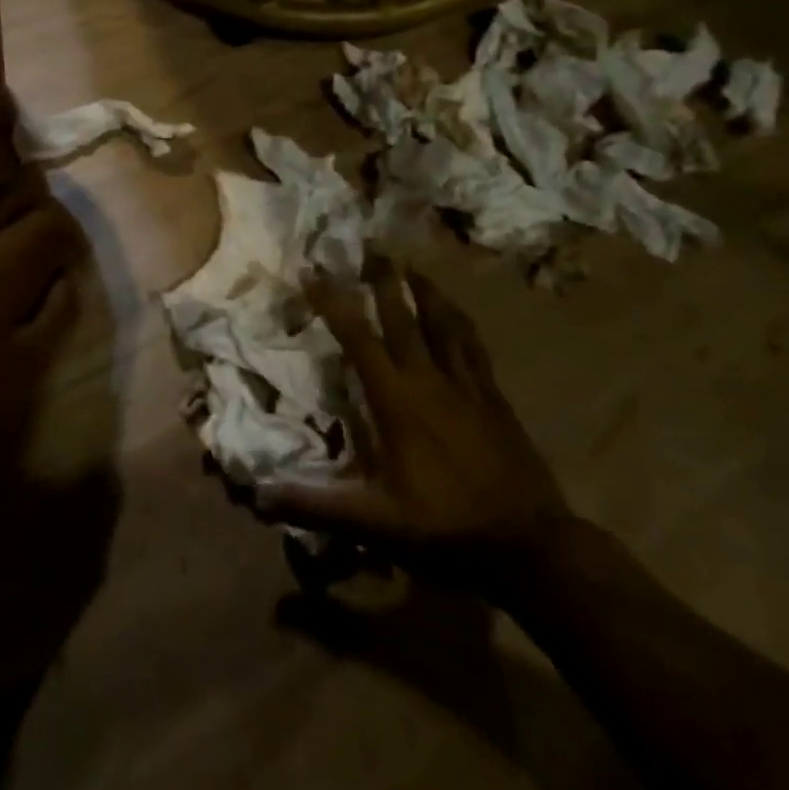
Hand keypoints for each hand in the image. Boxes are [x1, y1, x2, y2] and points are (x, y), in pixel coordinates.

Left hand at [0, 170, 80, 465]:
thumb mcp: (27, 360)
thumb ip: (56, 312)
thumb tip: (67, 279)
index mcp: (4, 259)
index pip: (51, 217)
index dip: (74, 235)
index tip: (81, 265)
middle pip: (23, 210)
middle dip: (50, 231)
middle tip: (64, 266)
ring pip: (1, 230)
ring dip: (25, 247)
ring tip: (40, 286)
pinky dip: (4, 262)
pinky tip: (7, 300)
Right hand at [255, 261, 571, 593]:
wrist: (531, 544)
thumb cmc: (446, 528)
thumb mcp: (375, 521)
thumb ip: (316, 505)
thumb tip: (257, 494)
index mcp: (396, 400)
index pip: (358, 338)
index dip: (333, 302)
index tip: (313, 271)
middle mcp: (429, 379)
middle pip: (403, 316)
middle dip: (383, 278)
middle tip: (371, 244)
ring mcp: (467, 384)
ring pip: (443, 322)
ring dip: (425, 289)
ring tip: (412, 264)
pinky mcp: (494, 396)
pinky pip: (474, 345)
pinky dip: (461, 321)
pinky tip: (458, 312)